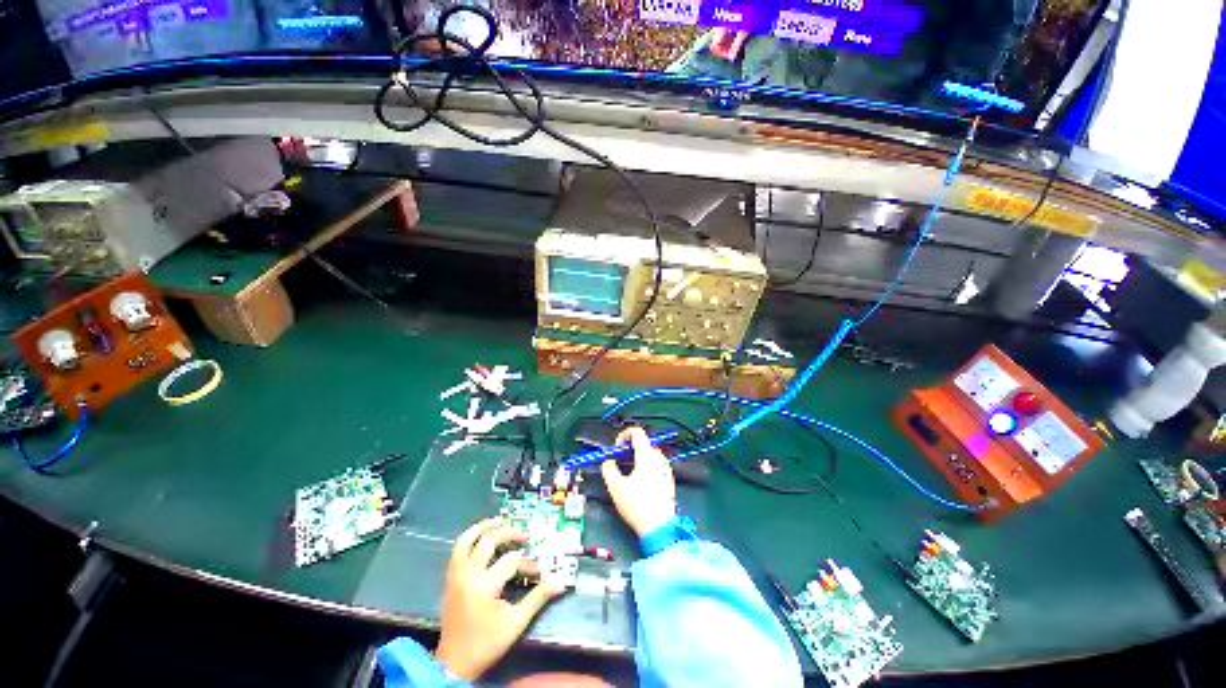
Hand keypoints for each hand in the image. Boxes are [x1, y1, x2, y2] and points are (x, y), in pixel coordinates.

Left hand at [435, 518, 565, 680]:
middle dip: (508, 534)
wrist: (455, 663)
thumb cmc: (487, 643)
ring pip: (466, 540)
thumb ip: (538, 598)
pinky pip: (458, 550)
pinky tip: (482, 537)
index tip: (536, 573)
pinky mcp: (450, 579)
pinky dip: (470, 538)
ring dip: (483, 527)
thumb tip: (561, 583)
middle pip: (488, 541)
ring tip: (499, 520)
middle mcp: (468, 575)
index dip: (527, 565)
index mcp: (484, 586)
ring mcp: (456, 575)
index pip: (511, 562)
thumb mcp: (516, 622)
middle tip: (523, 535)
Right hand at [601, 427, 677, 537]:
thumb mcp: (615, 487)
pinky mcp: (669, 481)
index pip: (637, 432)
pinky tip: (641, 483)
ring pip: (651, 455)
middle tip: (620, 461)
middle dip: (630, 448)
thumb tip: (608, 462)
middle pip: (644, 443)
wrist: (659, 528)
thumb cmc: (637, 506)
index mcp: (647, 456)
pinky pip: (657, 466)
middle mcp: (659, 459)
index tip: (617, 448)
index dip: (624, 435)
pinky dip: (647, 467)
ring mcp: (666, 470)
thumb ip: (608, 469)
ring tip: (629, 472)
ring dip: (639, 457)